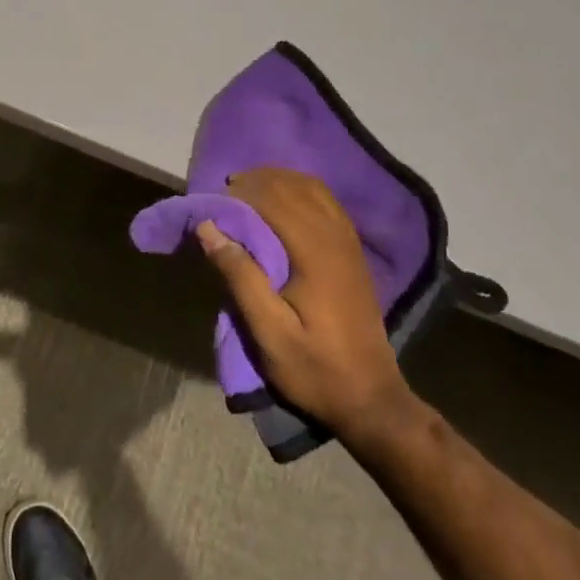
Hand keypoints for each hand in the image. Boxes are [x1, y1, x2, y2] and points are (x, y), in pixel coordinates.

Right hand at [195, 168, 411, 437]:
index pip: (275, 200)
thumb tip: (208, 227)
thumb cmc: (314, 368)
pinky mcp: (354, 251)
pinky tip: (281, 202)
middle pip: (294, 186)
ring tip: (247, 191)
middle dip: (257, 181)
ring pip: (314, 189)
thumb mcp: (268, 333)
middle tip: (224, 193)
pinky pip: (326, 202)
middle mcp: (337, 238)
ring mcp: (350, 242)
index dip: (241, 193)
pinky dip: (299, 191)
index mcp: (316, 254)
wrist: (371, 398)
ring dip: (278, 181)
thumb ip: (240, 276)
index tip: (212, 202)